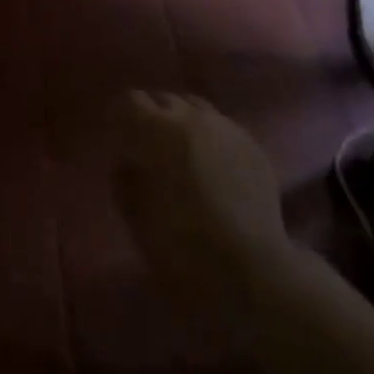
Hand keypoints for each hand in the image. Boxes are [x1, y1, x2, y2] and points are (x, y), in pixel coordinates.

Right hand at [114, 91, 288, 292]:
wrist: (253, 274)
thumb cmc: (183, 249)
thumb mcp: (136, 218)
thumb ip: (125, 179)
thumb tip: (128, 161)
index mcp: (158, 131)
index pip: (130, 101)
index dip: (121, 120)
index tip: (120, 144)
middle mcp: (193, 118)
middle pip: (164, 100)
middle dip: (153, 119)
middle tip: (150, 153)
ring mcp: (227, 128)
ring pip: (196, 108)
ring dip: (184, 125)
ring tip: (184, 156)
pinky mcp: (253, 145)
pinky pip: (223, 128)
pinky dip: (211, 140)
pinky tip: (215, 171)